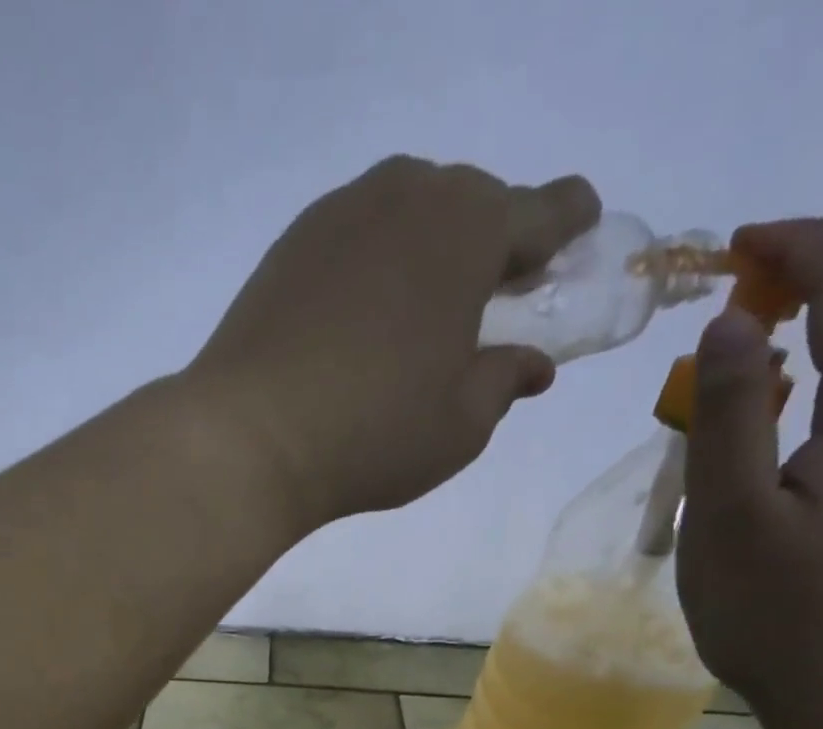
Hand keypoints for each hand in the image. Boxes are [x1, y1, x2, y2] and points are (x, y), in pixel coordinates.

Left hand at [185, 157, 598, 531]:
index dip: (567, 226)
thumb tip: (532, 364)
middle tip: (491, 297)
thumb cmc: (373, 434)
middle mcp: (406, 197)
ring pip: (407, 215)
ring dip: (427, 252)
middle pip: (471, 205)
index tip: (575, 239)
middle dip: (491, 243)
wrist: (248, 438)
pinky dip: (373, 266)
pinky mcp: (288, 247)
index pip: (543, 210)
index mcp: (469, 229)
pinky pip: (354, 240)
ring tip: (421, 311)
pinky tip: (362, 319)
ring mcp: (338, 215)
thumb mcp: (461, 424)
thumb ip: (505, 381)